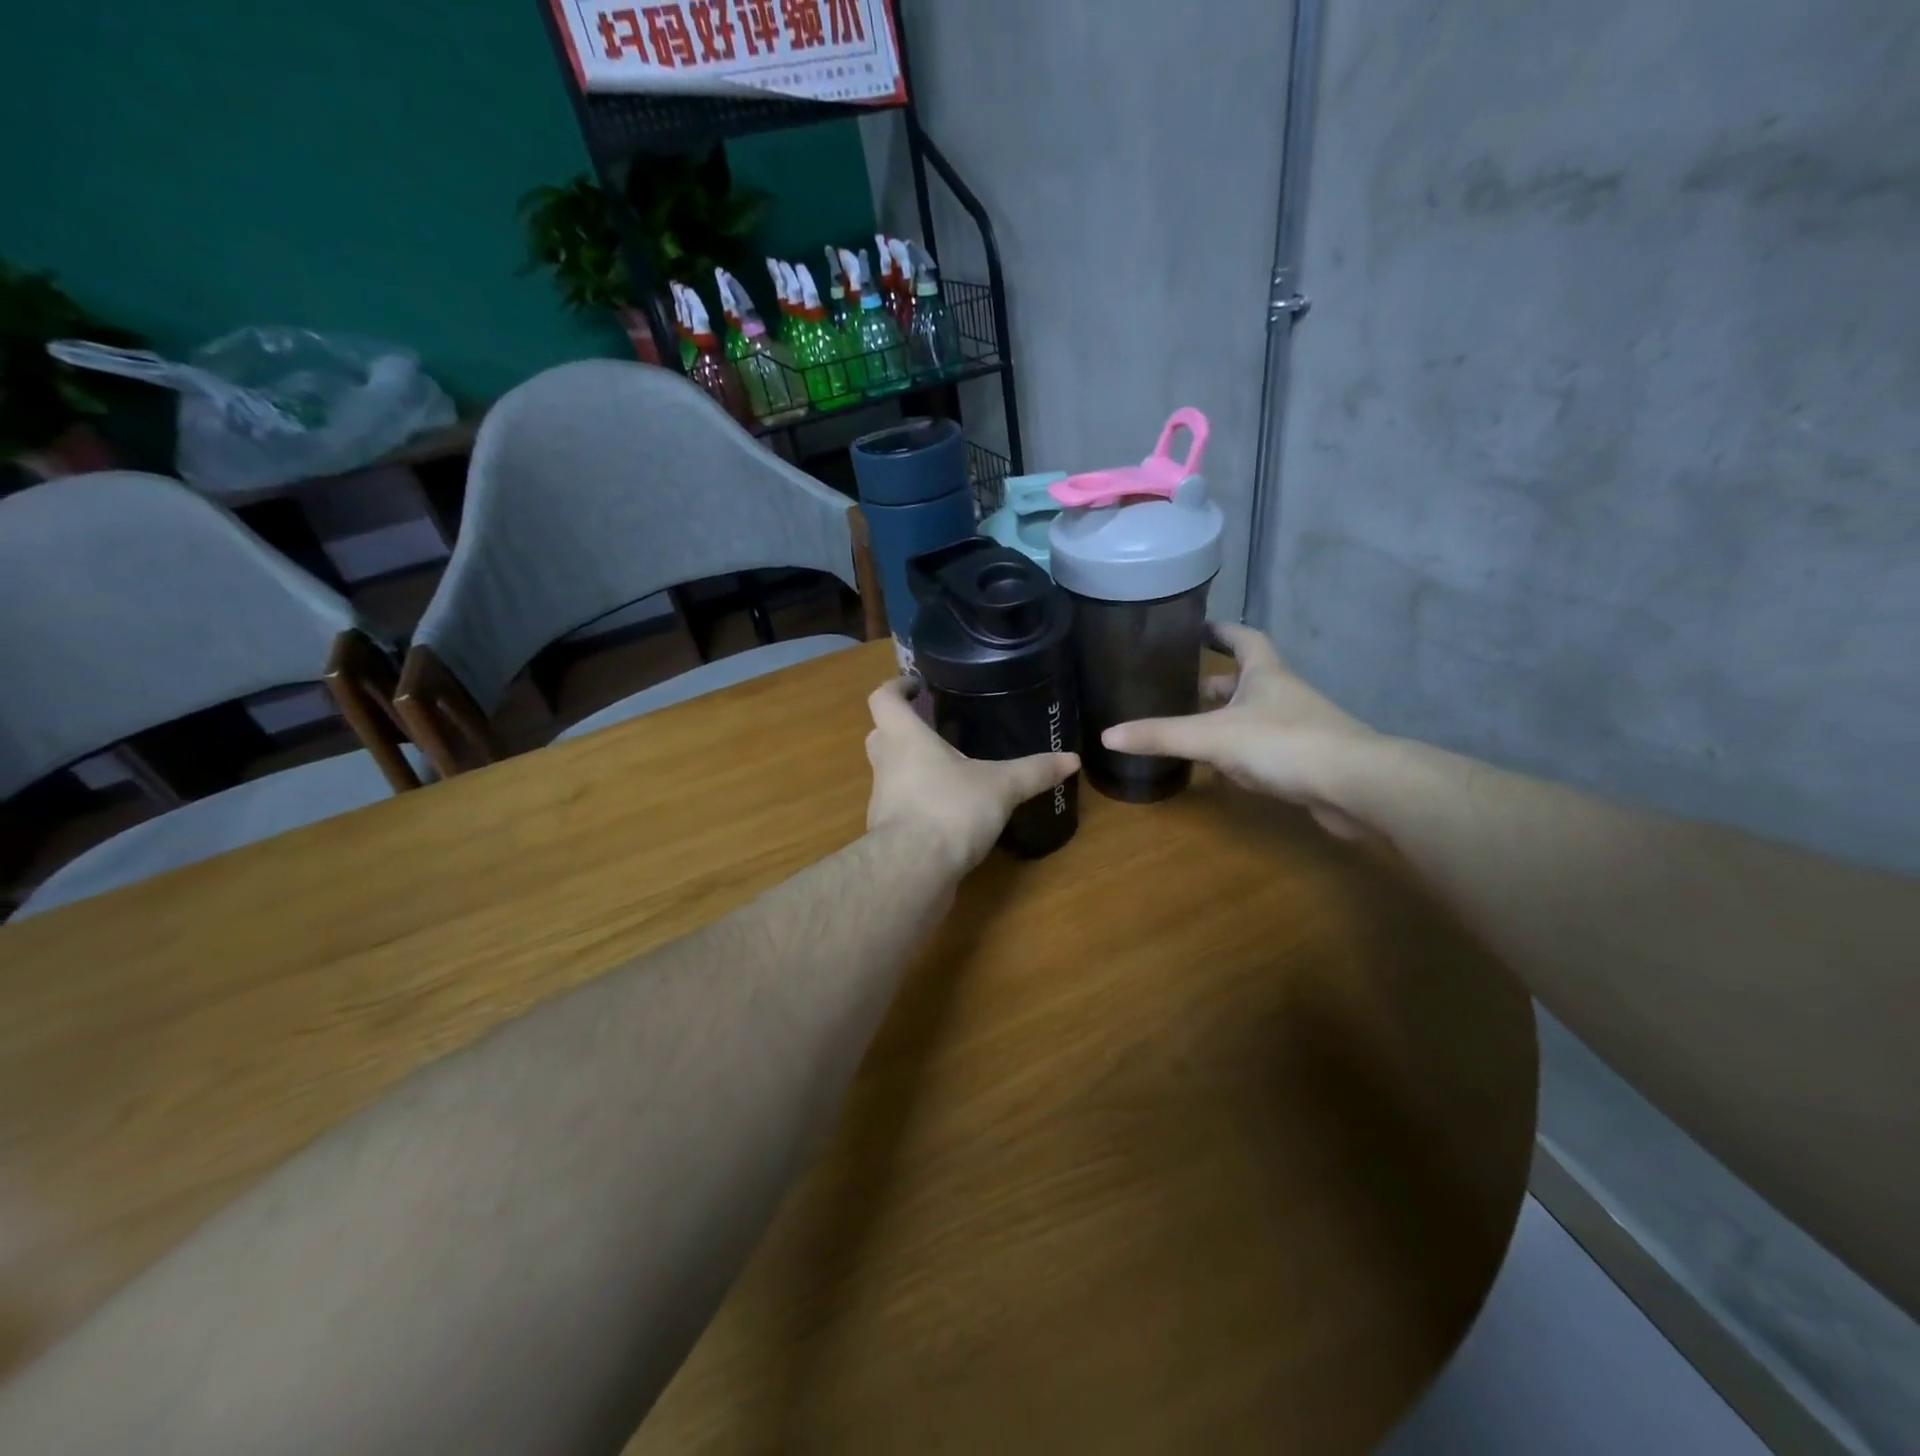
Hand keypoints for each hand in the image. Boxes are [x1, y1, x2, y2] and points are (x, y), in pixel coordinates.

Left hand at [866, 678, 1080, 872]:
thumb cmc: (950, 809)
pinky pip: (900, 805)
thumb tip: (1072, 758)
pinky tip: (947, 809)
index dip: (896, 686)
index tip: (916, 685)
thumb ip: (1034, 771)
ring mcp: (882, 800)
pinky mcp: (887, 832)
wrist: (913, 871)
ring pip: (889, 772)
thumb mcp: (1001, 786)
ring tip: (947, 769)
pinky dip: (917, 800)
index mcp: (905, 738)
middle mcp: (886, 764)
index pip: (883, 699)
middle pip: (881, 734)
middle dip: (904, 728)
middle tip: (934, 727)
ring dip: (910, 766)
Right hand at [1101, 624, 1381, 838]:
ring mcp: (1300, 728)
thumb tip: (1107, 735)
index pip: (1244, 638)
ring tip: (1194, 729)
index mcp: (1265, 673)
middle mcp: (1284, 694)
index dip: (1221, 630)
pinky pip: (1267, 749)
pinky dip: (1244, 754)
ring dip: (1228, 720)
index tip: (1198, 627)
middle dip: (1217, 682)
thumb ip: (1161, 736)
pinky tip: (1226, 772)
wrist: (1356, 785)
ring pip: (1257, 716)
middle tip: (1183, 687)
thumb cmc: (1282, 743)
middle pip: (1248, 680)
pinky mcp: (1308, 761)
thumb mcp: (1211, 737)